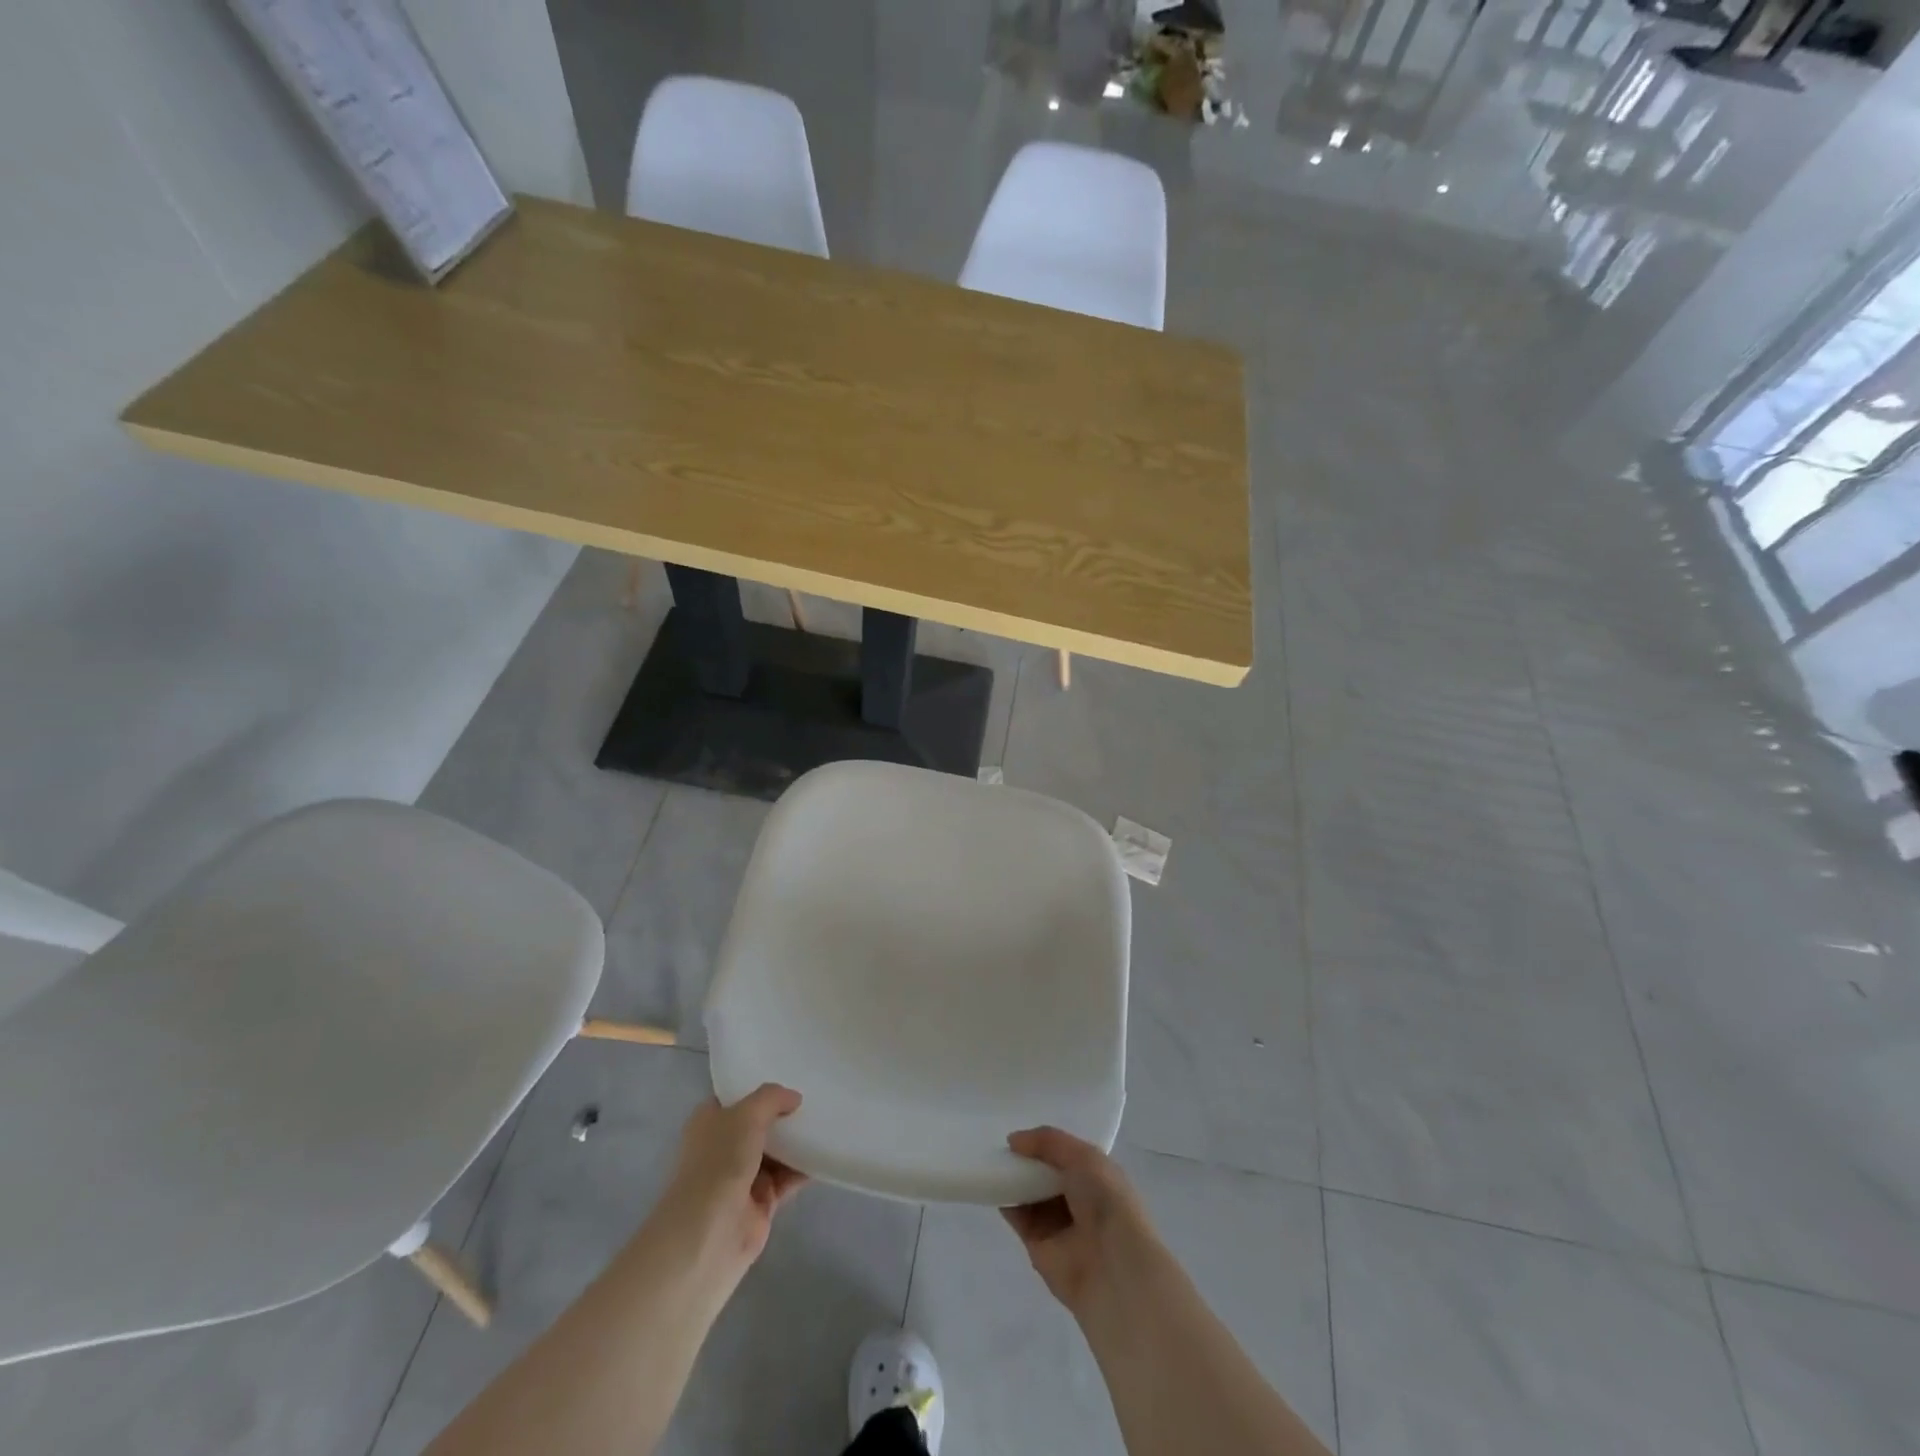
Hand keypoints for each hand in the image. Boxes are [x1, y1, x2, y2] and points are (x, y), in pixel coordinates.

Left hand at [658, 1085, 807, 1278]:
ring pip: (776, 1150)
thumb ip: (771, 1099)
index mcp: (710, 1122)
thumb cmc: (719, 1163)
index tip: (789, 1073)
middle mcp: (724, 1146)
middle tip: (816, 1094)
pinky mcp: (761, 1202)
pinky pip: (788, 1177)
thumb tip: (794, 1099)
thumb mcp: (746, 1115)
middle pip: (759, 1123)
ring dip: (797, 1139)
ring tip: (828, 1118)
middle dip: (783, 1112)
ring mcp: (743, 1175)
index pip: (735, 1097)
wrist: (709, 1234)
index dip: (758, 1087)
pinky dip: (805, 1167)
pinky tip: (826, 1152)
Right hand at [1001, 1127, 1162, 1317]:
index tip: (1022, 1129)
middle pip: (1045, 1173)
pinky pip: (1018, 1218)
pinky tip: (993, 1185)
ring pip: (1030, 1194)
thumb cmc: (1107, 1202)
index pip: (1066, 1154)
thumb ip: (1048, 1142)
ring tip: (992, 1159)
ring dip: (1014, 1179)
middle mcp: (1077, 1199)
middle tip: (1002, 1142)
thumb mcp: (1084, 1157)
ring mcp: (1058, 1224)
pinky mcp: (1038, 1246)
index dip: (1046, 1142)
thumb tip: (1013, 1140)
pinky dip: (1006, 1203)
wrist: (1114, 1268)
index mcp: (1096, 1176)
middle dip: (1026, 1159)